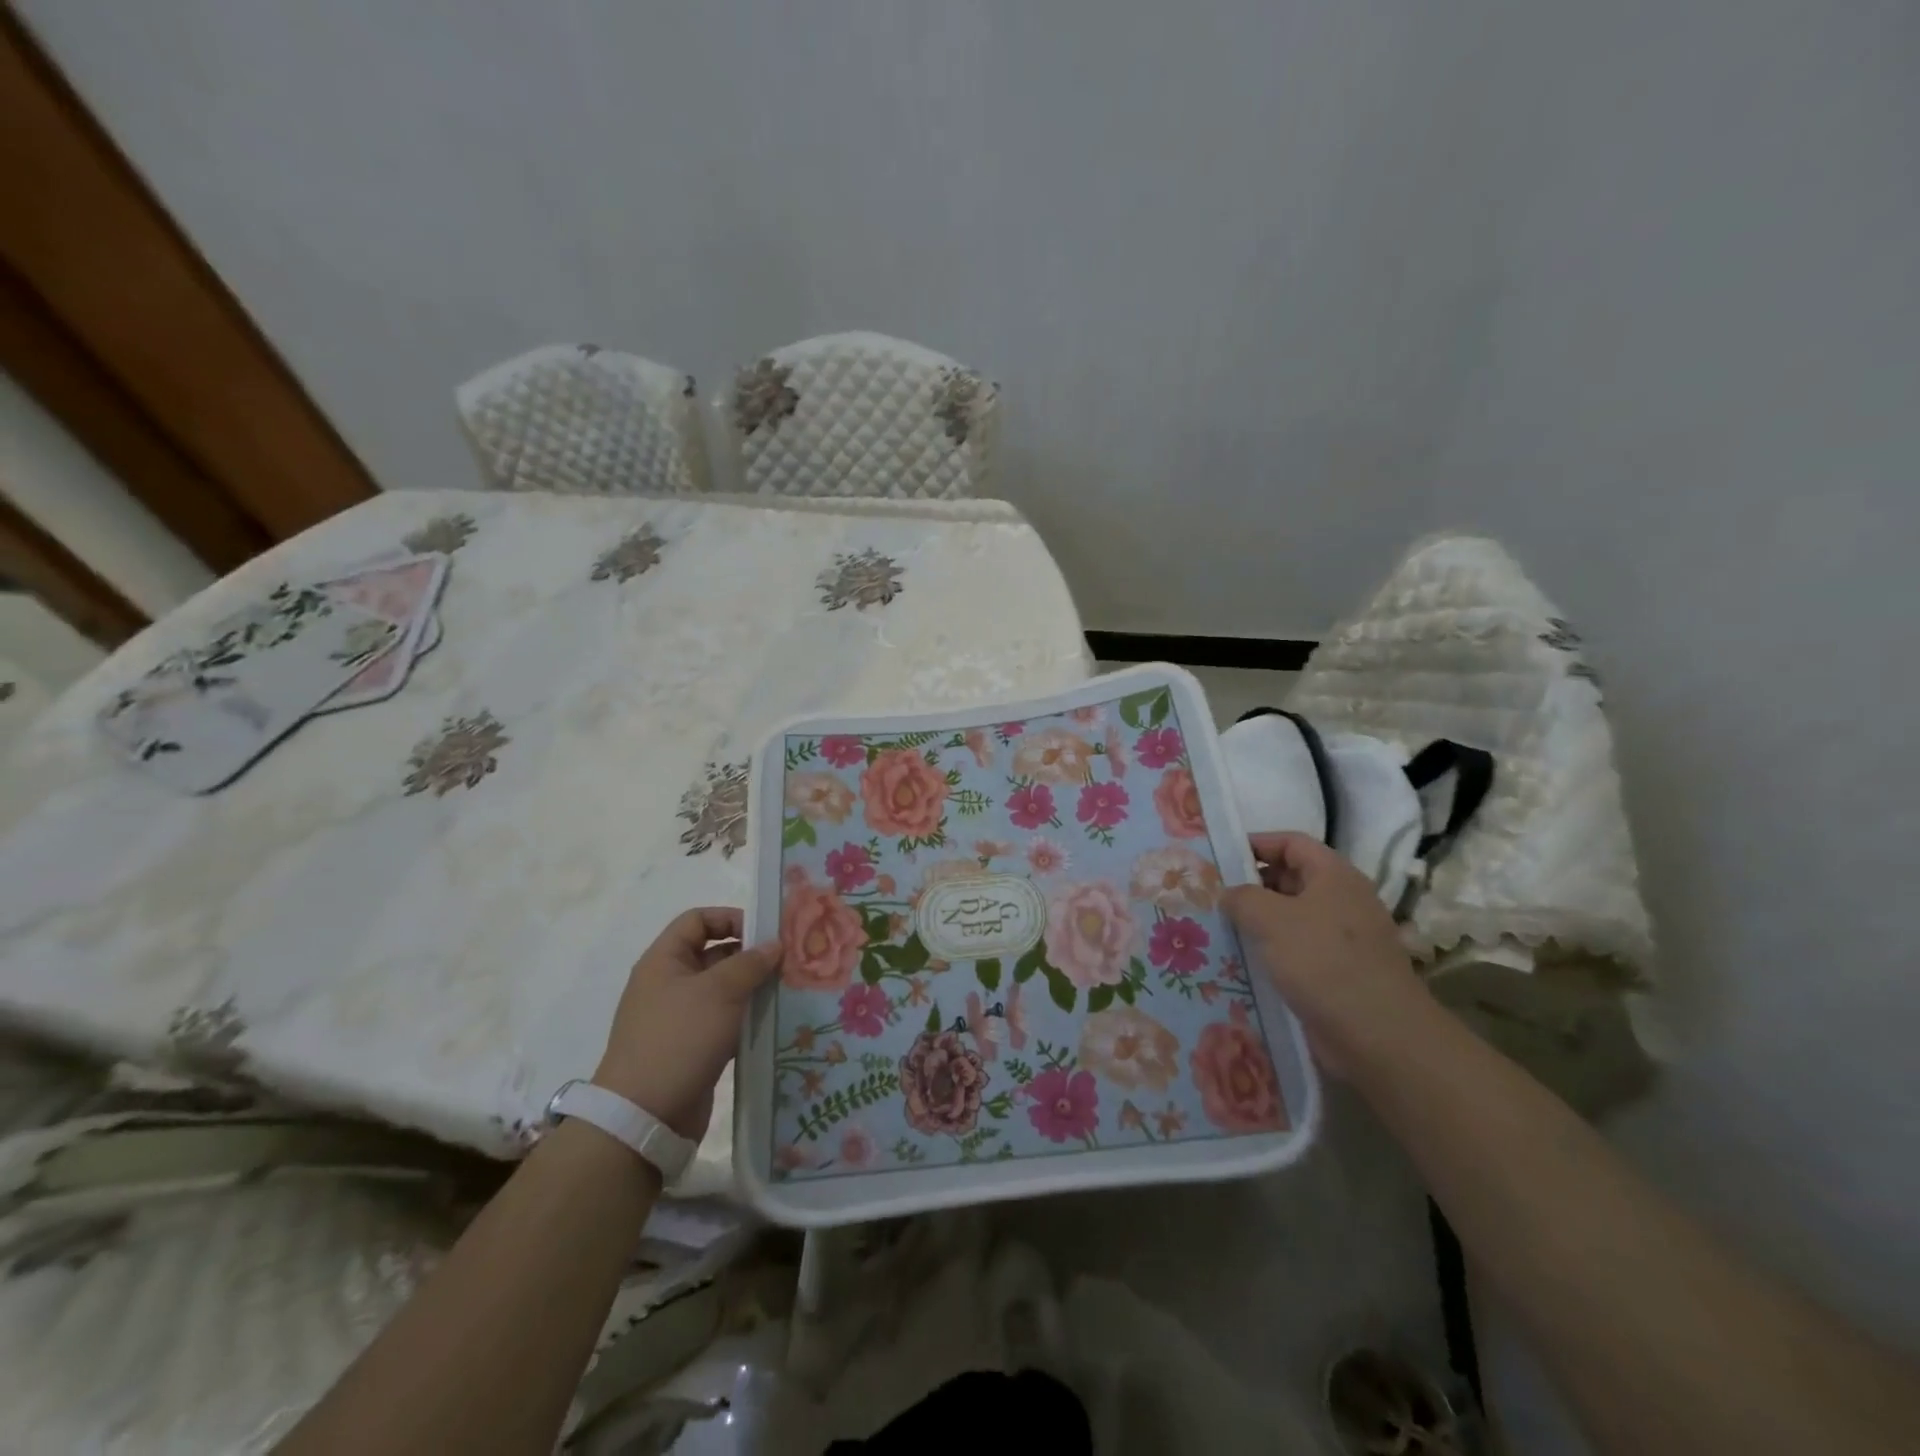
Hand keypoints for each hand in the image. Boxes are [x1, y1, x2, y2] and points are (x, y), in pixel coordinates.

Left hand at [592, 908, 781, 1138]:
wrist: (644, 1117)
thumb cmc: (679, 1038)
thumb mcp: (719, 992)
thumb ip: (750, 962)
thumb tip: (774, 944)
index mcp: (664, 961)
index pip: (697, 920)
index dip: (730, 918)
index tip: (765, 932)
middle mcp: (669, 984)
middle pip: (713, 953)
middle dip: (750, 954)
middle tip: (787, 961)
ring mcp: (679, 1018)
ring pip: (722, 990)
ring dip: (752, 988)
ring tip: (787, 990)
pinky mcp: (691, 1048)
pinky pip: (724, 1021)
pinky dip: (746, 1018)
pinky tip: (773, 1022)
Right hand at [1222, 832, 1432, 1080]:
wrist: (1378, 1036)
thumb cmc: (1323, 961)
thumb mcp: (1270, 919)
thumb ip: (1242, 898)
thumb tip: (1228, 894)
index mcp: (1334, 876)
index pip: (1291, 843)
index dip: (1256, 844)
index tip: (1220, 857)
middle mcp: (1342, 900)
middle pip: (1291, 878)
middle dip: (1252, 884)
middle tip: (1212, 896)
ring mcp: (1343, 938)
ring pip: (1291, 917)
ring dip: (1258, 922)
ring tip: (1220, 929)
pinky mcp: (1338, 972)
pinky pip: (1298, 950)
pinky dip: (1272, 951)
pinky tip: (1243, 963)